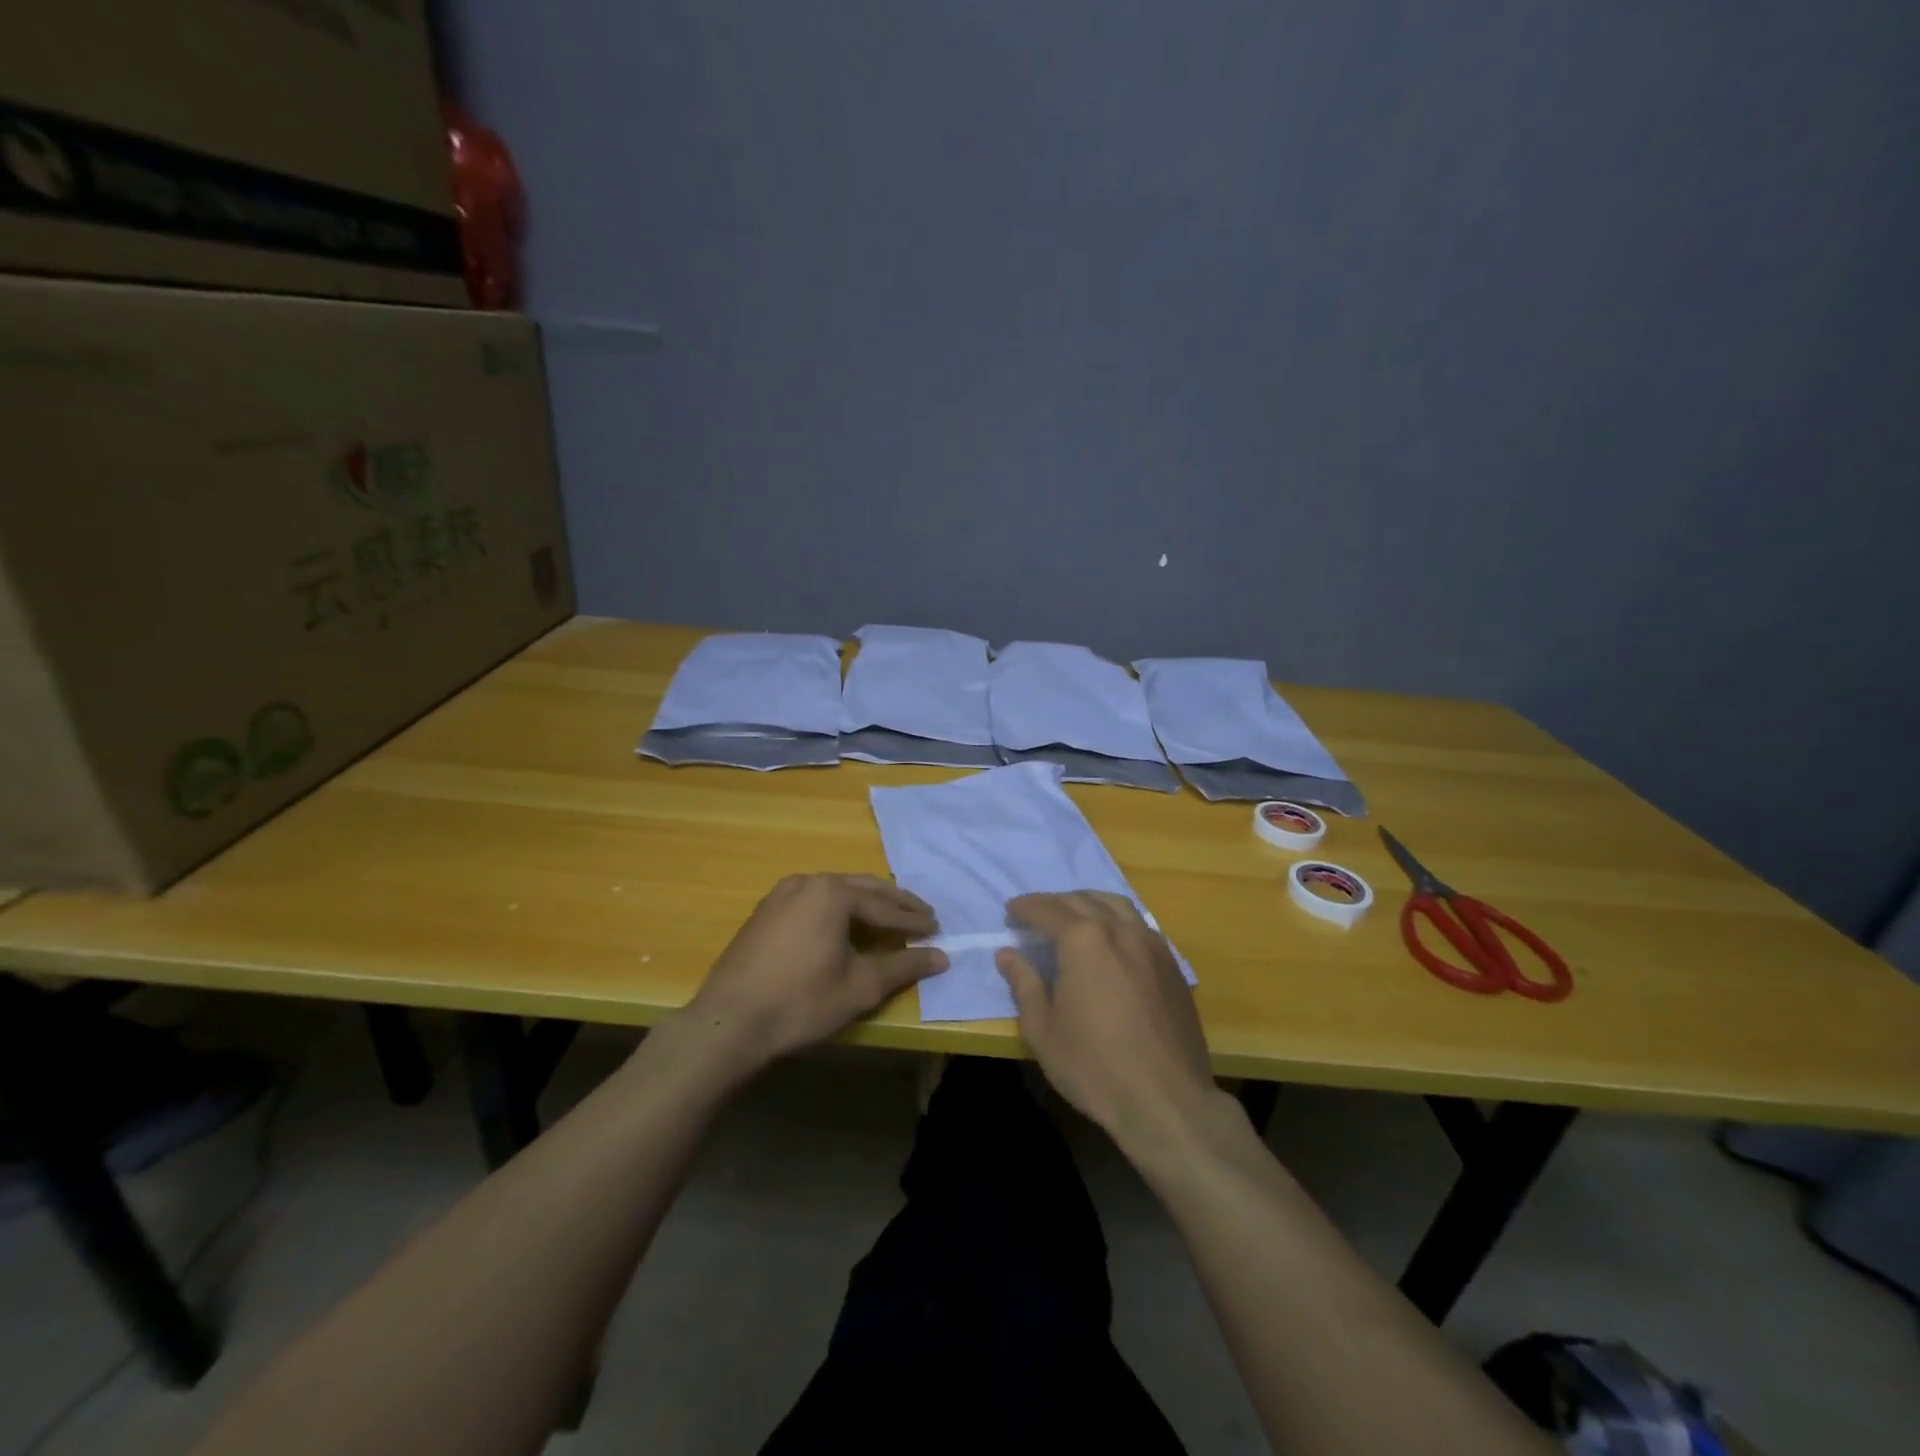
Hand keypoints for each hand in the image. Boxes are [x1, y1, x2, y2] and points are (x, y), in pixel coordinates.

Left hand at [681, 874, 946, 1071]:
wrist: (728, 1024)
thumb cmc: (800, 1004)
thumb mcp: (860, 987)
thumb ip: (903, 967)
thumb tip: (942, 957)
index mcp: (832, 894)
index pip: (884, 906)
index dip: (913, 920)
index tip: (937, 929)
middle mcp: (807, 882)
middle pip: (861, 889)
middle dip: (894, 903)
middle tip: (922, 915)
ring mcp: (781, 895)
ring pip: (835, 891)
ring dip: (865, 903)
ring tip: (889, 917)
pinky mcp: (764, 912)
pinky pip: (812, 901)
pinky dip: (837, 909)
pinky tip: (843, 925)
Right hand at [996, 892, 1217, 1147]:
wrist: (1166, 1100)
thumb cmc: (1094, 1067)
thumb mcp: (1043, 1030)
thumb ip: (1024, 984)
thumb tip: (1007, 954)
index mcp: (1084, 941)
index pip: (1047, 910)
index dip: (1025, 908)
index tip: (1010, 911)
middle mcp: (1119, 930)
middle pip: (1082, 900)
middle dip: (1055, 902)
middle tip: (1036, 914)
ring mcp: (1151, 944)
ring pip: (1117, 905)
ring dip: (1089, 903)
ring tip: (1073, 915)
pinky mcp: (1172, 964)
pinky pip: (1140, 924)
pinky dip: (1117, 919)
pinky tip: (1112, 939)